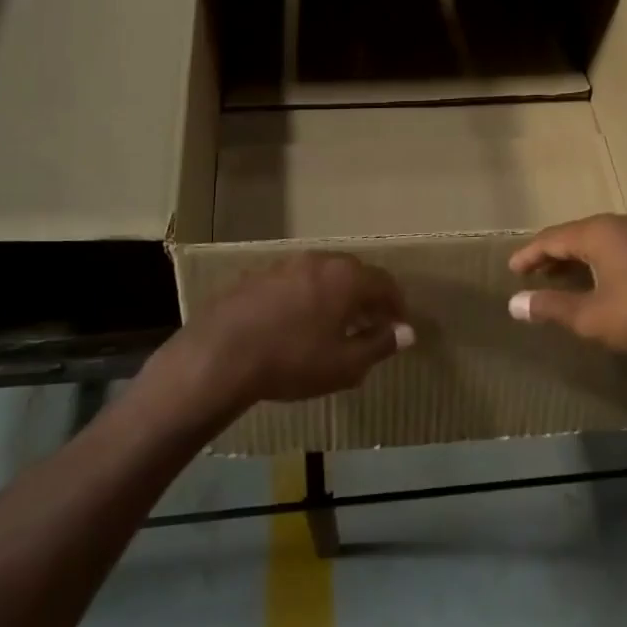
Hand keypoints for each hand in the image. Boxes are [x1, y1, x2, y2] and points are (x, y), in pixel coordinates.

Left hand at [184, 252, 413, 410]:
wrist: (219, 356)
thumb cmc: (293, 361)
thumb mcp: (345, 364)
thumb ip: (379, 345)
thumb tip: (406, 332)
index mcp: (345, 277)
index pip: (384, 282)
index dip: (396, 304)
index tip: (399, 326)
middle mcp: (317, 261)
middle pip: (352, 273)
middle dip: (366, 297)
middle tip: (369, 324)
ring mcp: (282, 265)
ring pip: (319, 275)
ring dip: (333, 295)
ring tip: (332, 325)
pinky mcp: (254, 276)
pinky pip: (291, 283)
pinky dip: (303, 298)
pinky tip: (293, 323)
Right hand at [508, 212, 626, 360]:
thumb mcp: (593, 316)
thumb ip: (552, 307)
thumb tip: (515, 303)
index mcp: (598, 233)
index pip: (551, 238)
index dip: (529, 255)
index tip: (512, 269)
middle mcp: (622, 224)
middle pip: (577, 235)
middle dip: (554, 255)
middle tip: (535, 274)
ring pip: (604, 241)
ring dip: (581, 259)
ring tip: (567, 278)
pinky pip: (625, 249)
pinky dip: (605, 262)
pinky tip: (608, 282)